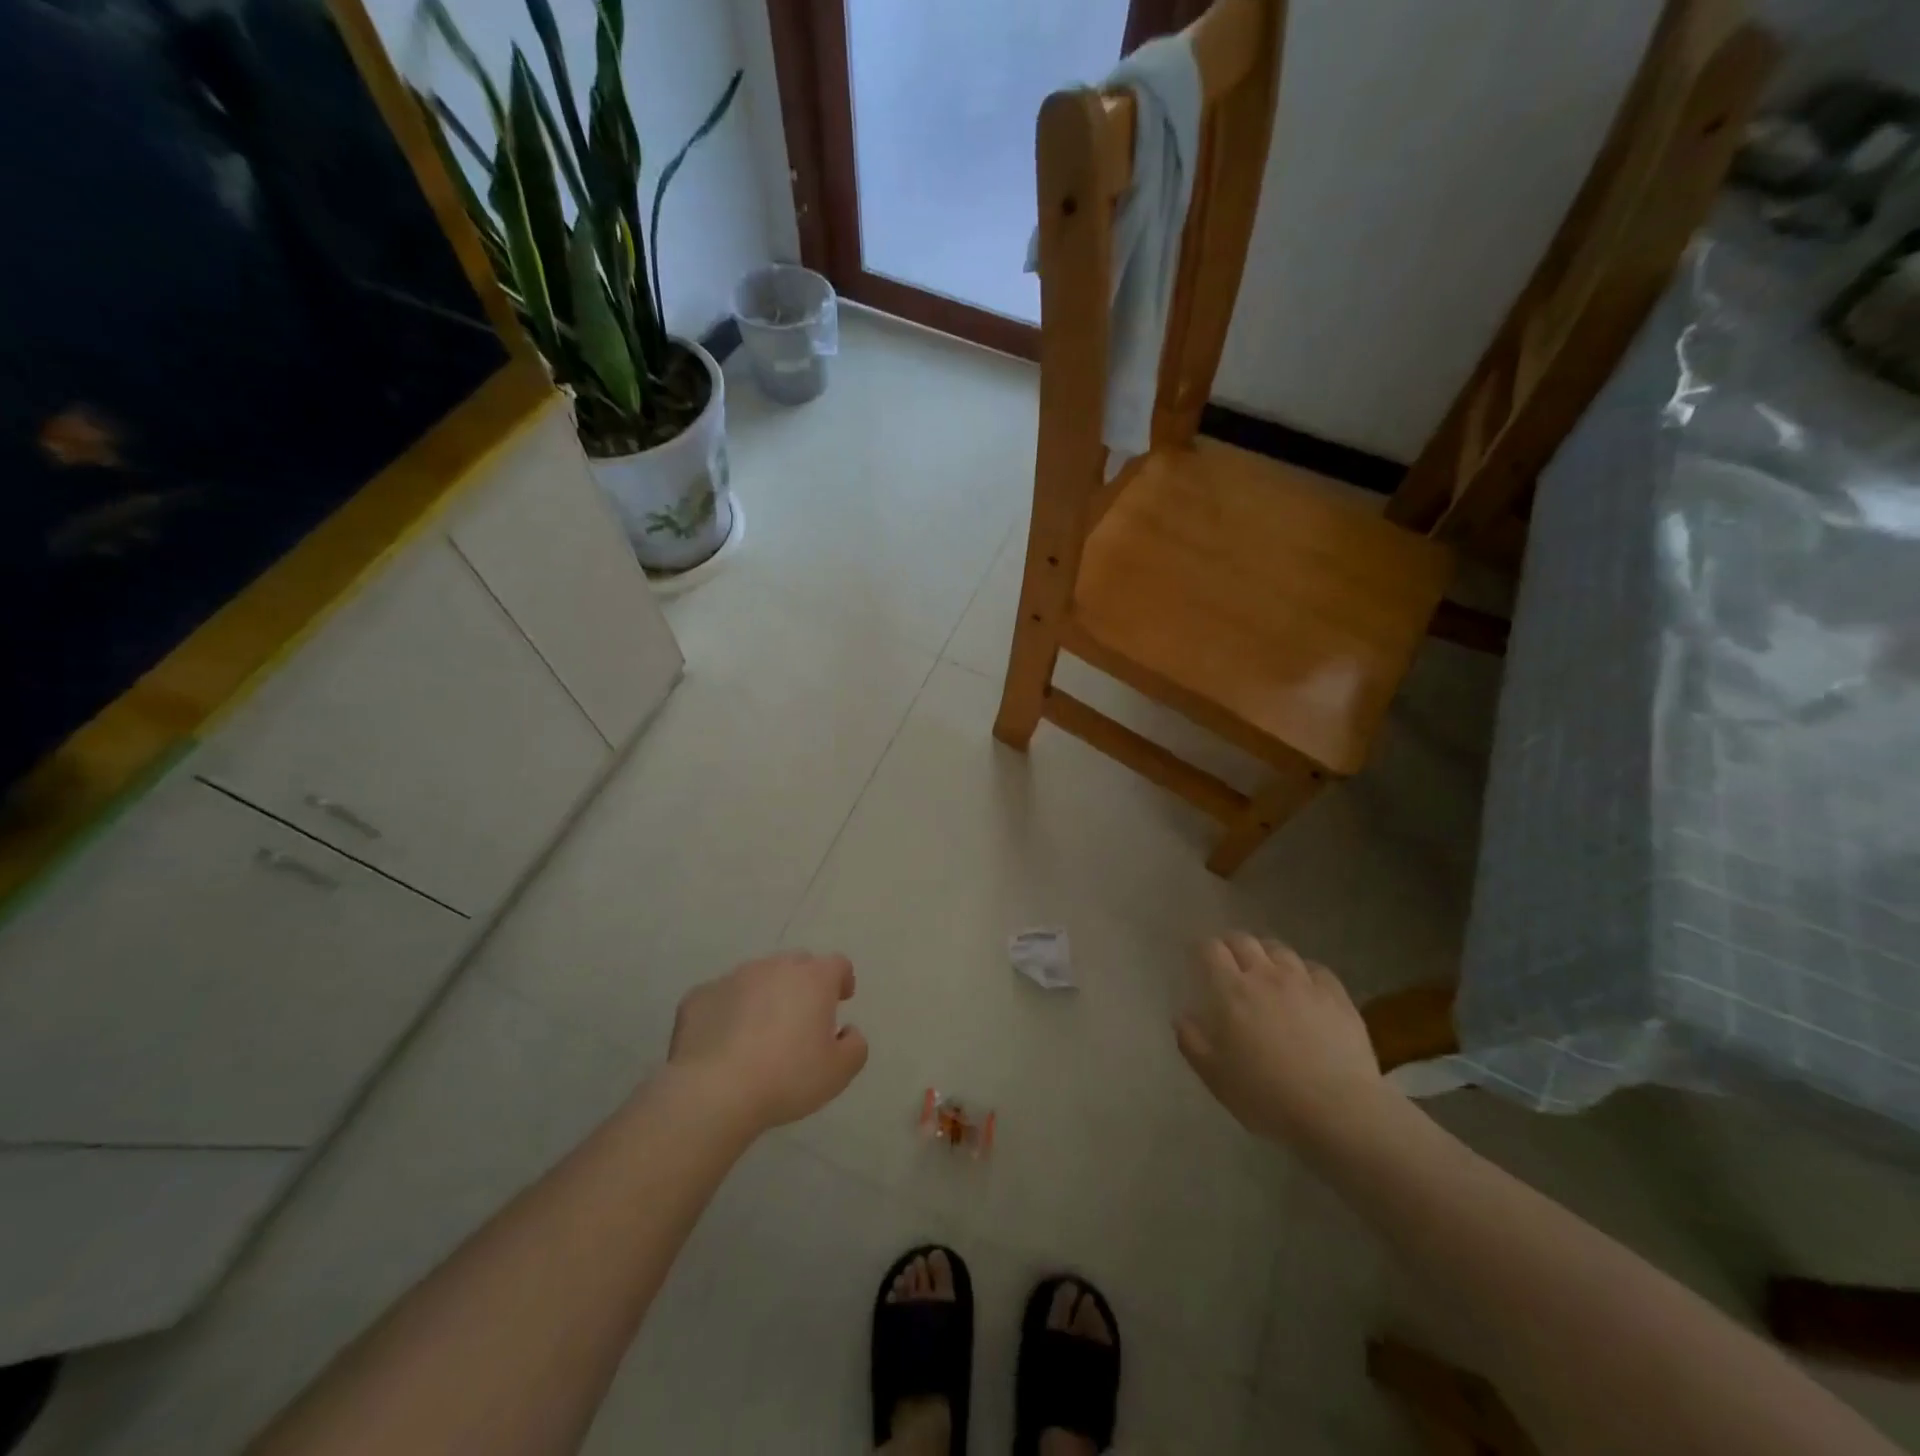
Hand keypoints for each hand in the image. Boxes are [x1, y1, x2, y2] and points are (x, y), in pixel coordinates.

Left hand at [668, 952, 868, 1132]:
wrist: (713, 1091)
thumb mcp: (839, 1072)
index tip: (841, 999)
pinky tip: (723, 1041)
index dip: (842, 979)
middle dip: (803, 983)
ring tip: (759, 1031)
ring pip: (757, 977)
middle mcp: (774, 967)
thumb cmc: (787, 1077)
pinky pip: (721, 997)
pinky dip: (727, 1011)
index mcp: (813, 978)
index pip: (837, 964)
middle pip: (796, 964)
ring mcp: (733, 978)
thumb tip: (847, 1031)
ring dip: (764, 995)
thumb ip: (855, 1046)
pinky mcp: (699, 996)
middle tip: (801, 1017)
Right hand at [1174, 934, 1388, 1149]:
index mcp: (1232, 991)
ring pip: (1279, 950)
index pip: (1211, 949)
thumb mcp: (1215, 1076)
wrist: (1338, 1114)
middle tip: (1228, 960)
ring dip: (1265, 953)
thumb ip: (1192, 1041)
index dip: (1202, 949)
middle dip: (1230, 944)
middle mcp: (1266, 976)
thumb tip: (1181, 1017)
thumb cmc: (1266, 1097)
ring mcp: (1304, 983)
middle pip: (1244, 941)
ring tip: (1264, 969)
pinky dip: (1302, 970)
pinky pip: (1315, 968)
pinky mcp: (1337, 996)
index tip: (1198, 959)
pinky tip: (1303, 986)